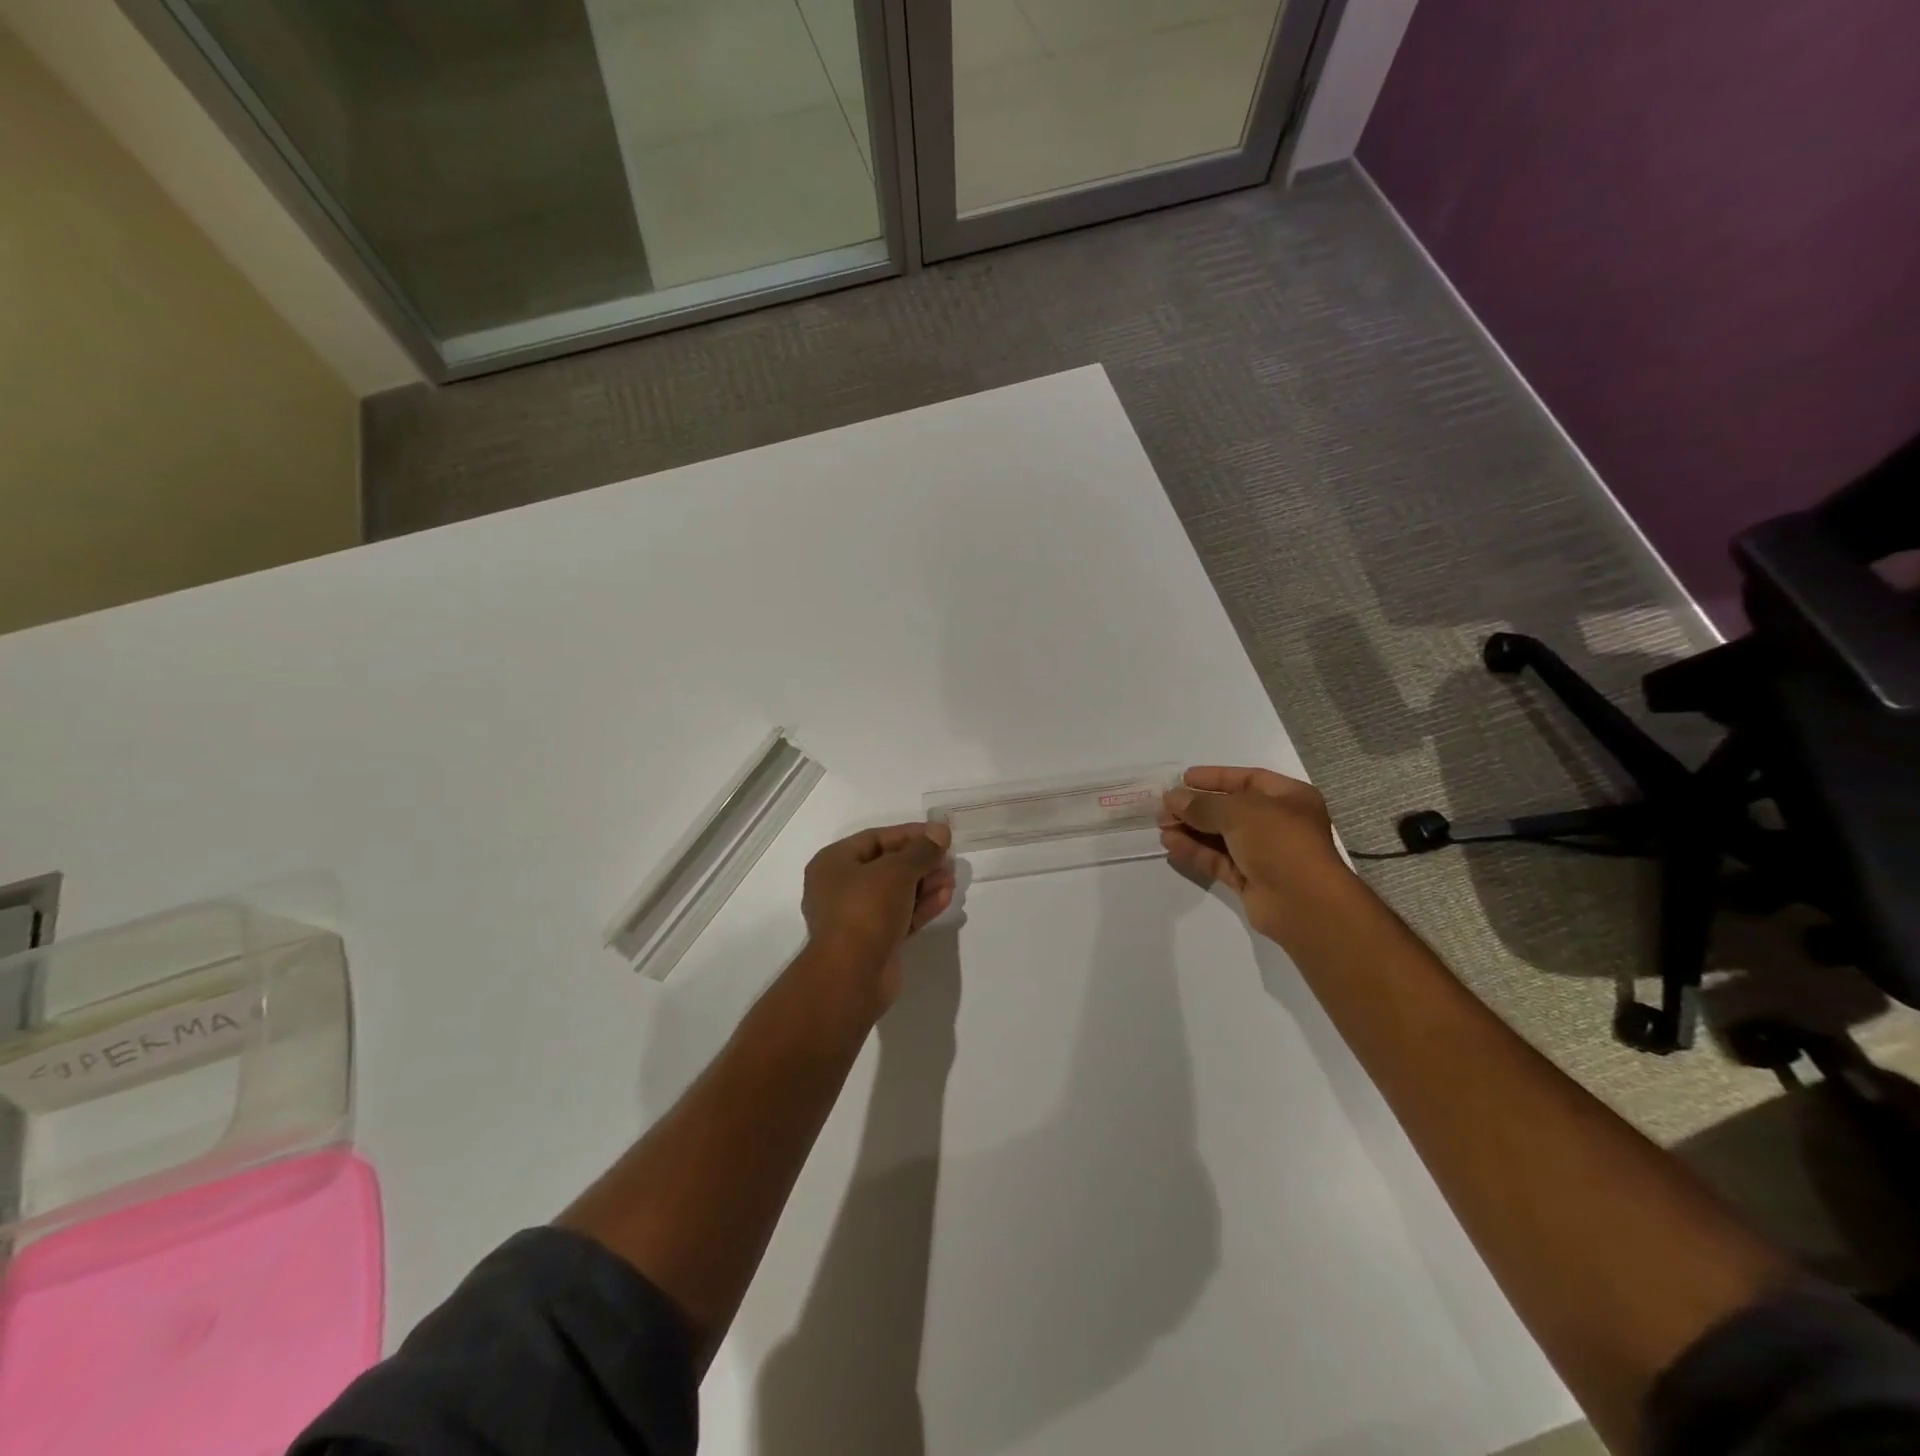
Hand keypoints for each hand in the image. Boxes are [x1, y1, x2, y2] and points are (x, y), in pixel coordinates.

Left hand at [800, 822, 955, 1014]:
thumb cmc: (866, 910)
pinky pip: (900, 916)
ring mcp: (856, 917)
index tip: (940, 835)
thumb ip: (922, 850)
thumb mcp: (897, 871)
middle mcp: (840, 887)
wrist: (851, 975)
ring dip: (925, 885)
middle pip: (887, 866)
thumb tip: (941, 831)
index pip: (876, 838)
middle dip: (920, 862)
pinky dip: (920, 906)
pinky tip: (945, 898)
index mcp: (833, 863)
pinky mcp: (873, 941)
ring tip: (951, 880)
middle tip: (949, 861)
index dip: (910, 834)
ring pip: (896, 893)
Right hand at [1160, 766, 1356, 946]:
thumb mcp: (1239, 812)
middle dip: (1196, 807)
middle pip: (1230, 809)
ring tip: (1161, 826)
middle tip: (1164, 807)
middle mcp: (1278, 823)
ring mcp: (1264, 853)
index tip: (1183, 779)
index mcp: (1289, 798)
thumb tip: (1172, 798)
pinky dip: (1195, 851)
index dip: (1214, 778)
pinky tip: (1170, 845)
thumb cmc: (1279, 841)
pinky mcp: (1250, 879)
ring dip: (1191, 829)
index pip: (1247, 779)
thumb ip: (1202, 804)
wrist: (1304, 903)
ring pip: (1221, 836)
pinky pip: (1218, 860)